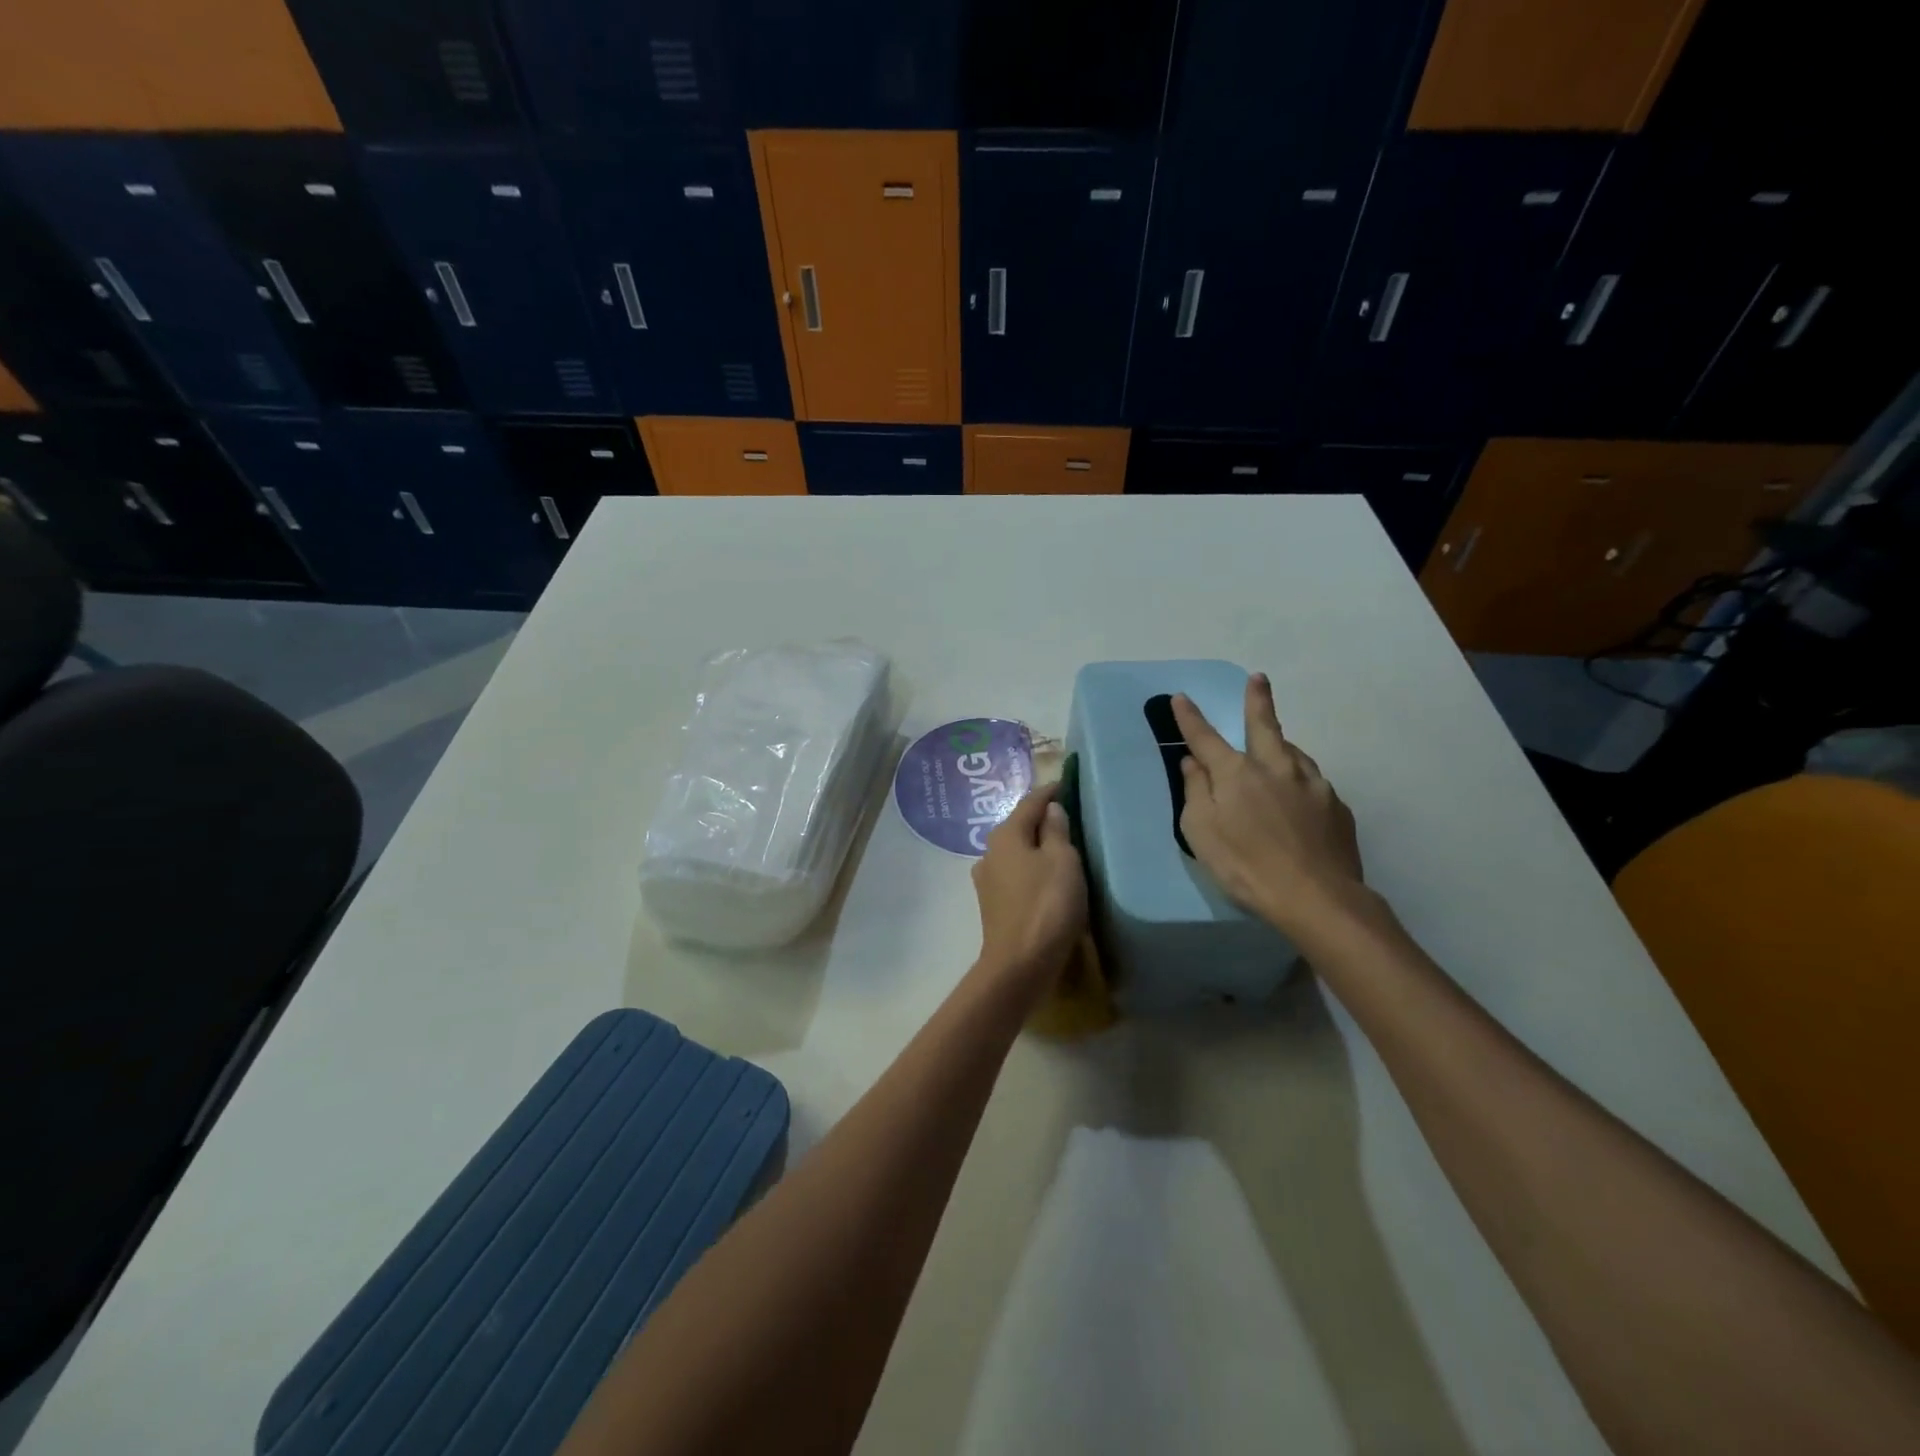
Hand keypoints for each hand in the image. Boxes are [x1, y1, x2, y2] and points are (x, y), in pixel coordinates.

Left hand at [971, 781, 1087, 1002]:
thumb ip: (1057, 830)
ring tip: (1060, 847)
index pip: (1030, 802)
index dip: (1050, 792)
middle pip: (1019, 826)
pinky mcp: (992, 903)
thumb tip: (1050, 810)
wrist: (1020, 964)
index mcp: (1006, 834)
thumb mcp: (1063, 861)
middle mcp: (990, 851)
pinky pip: (1015, 874)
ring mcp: (987, 879)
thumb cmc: (1047, 905)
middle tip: (1068, 815)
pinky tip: (1044, 877)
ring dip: (1035, 846)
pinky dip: (1030, 869)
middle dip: (1042, 819)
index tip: (1067, 783)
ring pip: (1016, 852)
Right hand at [1172, 674, 1366, 942]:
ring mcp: (1312, 784)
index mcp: (1237, 773)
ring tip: (1276, 748)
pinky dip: (1299, 781)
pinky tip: (1299, 798)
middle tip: (1258, 679)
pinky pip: (1312, 783)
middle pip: (1264, 725)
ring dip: (1281, 745)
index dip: (1191, 718)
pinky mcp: (1336, 806)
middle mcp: (1276, 768)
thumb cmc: (1245, 865)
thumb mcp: (1201, 832)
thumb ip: (1195, 792)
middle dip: (1257, 700)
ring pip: (1293, 753)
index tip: (1182, 698)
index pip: (1206, 737)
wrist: (1316, 897)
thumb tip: (1193, 763)